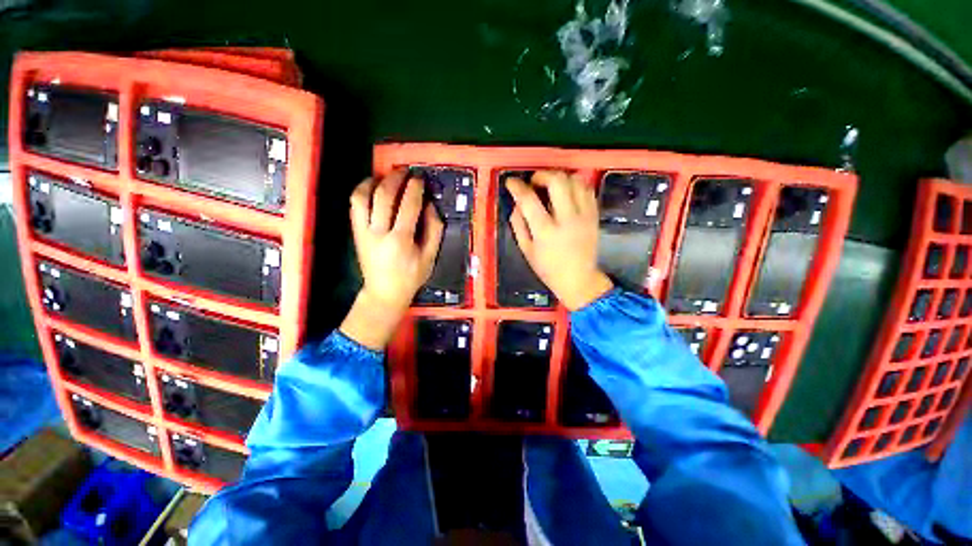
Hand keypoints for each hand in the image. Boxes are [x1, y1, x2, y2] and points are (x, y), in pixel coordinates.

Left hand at [340, 170, 443, 349]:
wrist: (384, 293)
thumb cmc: (411, 277)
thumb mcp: (430, 257)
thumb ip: (434, 230)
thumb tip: (430, 205)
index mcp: (401, 240)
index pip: (408, 206)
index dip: (415, 189)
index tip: (420, 179)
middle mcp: (379, 232)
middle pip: (384, 196)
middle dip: (396, 179)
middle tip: (405, 172)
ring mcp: (363, 232)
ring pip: (363, 197)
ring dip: (375, 181)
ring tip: (387, 176)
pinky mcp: (355, 233)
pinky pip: (355, 205)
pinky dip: (362, 191)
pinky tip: (372, 186)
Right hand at [506, 171, 612, 310]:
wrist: (579, 279)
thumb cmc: (548, 268)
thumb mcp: (526, 250)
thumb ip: (518, 225)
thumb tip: (517, 204)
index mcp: (546, 231)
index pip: (528, 200)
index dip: (517, 186)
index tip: (511, 182)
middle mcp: (567, 219)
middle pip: (557, 181)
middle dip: (542, 175)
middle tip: (534, 182)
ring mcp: (584, 216)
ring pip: (575, 181)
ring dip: (559, 177)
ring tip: (550, 186)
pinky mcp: (594, 215)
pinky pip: (587, 189)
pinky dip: (575, 184)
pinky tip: (566, 192)